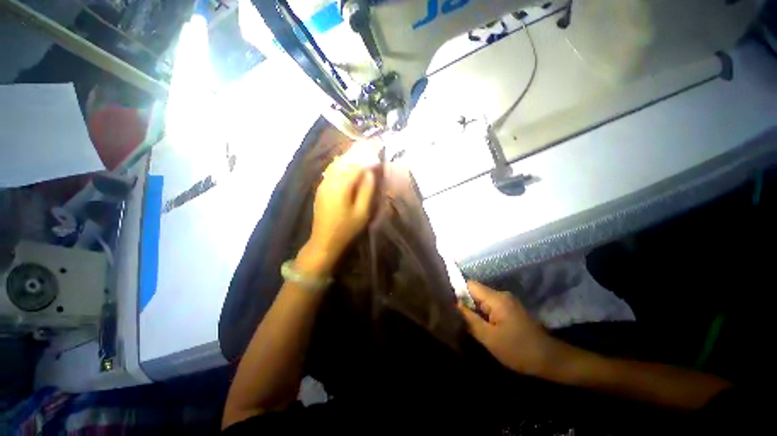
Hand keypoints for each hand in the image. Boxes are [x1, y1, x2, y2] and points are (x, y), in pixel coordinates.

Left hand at [303, 147, 376, 271]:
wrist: (324, 241)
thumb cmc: (347, 229)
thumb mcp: (362, 212)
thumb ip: (367, 190)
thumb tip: (370, 172)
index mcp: (341, 186)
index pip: (356, 165)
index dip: (368, 155)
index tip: (378, 147)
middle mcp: (330, 180)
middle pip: (345, 160)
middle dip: (358, 150)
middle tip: (370, 142)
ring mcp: (323, 183)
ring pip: (337, 163)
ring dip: (349, 154)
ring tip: (361, 148)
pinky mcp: (321, 188)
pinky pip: (332, 170)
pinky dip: (341, 162)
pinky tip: (347, 160)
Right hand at [457, 281, 558, 376]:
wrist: (551, 360)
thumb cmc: (518, 350)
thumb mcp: (489, 338)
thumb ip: (470, 319)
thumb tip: (455, 304)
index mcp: (496, 299)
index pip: (470, 285)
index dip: (459, 292)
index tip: (452, 306)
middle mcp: (502, 295)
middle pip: (476, 292)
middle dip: (467, 304)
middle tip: (459, 319)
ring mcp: (508, 302)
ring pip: (483, 300)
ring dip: (476, 311)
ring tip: (469, 324)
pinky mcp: (512, 309)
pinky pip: (492, 306)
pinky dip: (485, 314)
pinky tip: (483, 326)